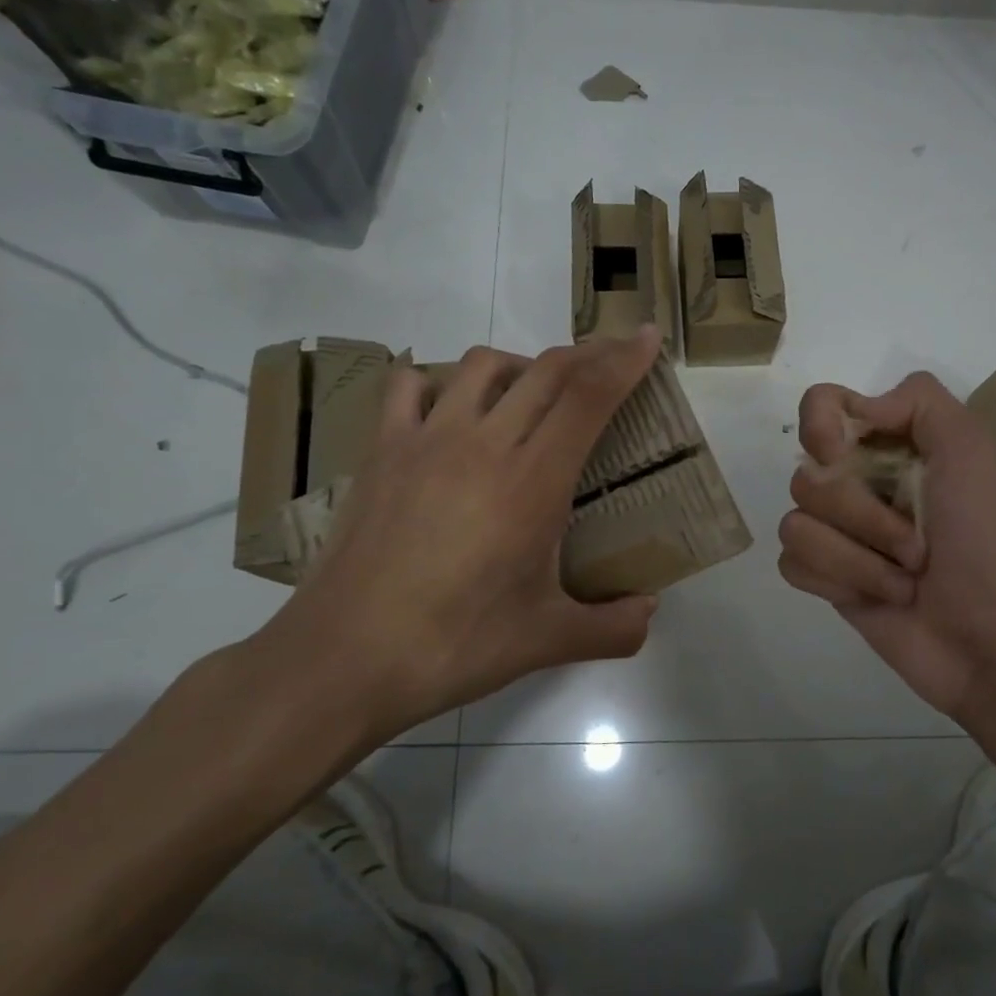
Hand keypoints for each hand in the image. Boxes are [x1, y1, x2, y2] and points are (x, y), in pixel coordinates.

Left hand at [251, 328, 663, 746]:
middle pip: (547, 370)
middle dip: (589, 354)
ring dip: (522, 365)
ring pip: (484, 365)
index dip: (624, 360)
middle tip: (612, 358)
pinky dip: (440, 380)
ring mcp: (426, 441)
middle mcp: (483, 444)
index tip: (647, 337)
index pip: (589, 397)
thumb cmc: (457, 646)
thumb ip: (614, 628)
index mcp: (533, 482)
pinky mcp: (381, 452)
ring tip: (535, 393)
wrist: (345, 658)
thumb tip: (650, 613)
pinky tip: (449, 408)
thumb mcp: (549, 642)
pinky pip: (410, 385)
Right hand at [780, 372, 995, 721]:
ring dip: (858, 559)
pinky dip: (838, 582)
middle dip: (862, 516)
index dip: (820, 428)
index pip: (820, 406)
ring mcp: (837, 533)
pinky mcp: (825, 578)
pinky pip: (793, 563)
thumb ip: (919, 400)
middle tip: (914, 544)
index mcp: (887, 445)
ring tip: (903, 579)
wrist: (986, 637)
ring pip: (795, 525)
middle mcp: (855, 482)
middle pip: (804, 475)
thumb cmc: (983, 541)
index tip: (845, 457)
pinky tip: (876, 597)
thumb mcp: (969, 450)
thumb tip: (855, 410)